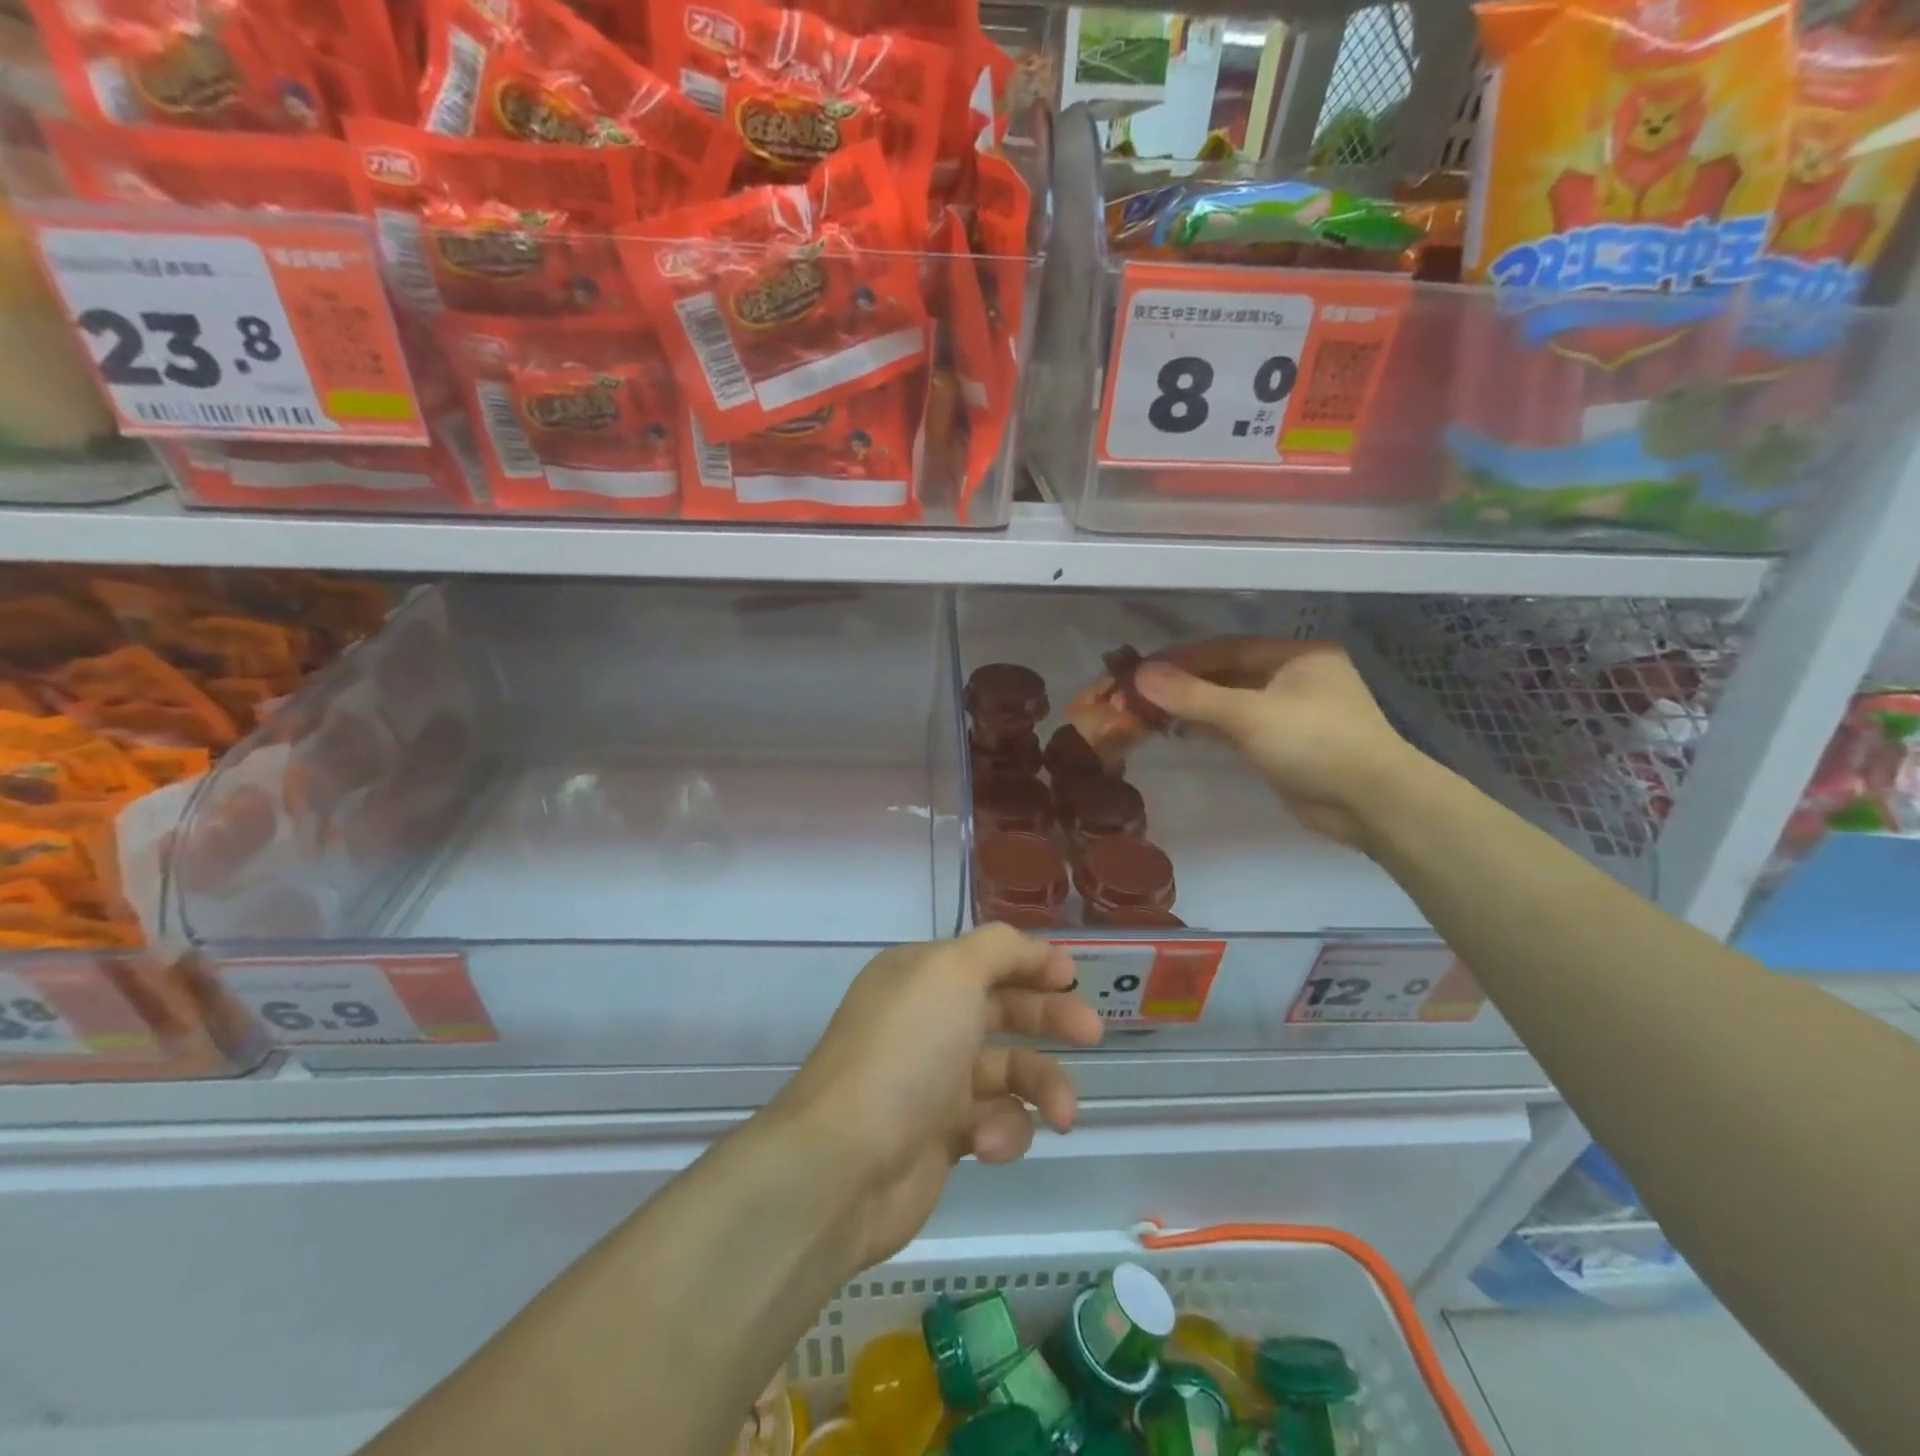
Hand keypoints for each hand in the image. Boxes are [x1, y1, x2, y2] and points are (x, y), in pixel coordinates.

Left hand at [775, 925, 1103, 1269]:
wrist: (847, 1163)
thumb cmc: (906, 1051)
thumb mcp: (952, 972)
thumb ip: (998, 948)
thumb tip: (1030, 948)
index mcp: (920, 976)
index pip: (986, 957)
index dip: (1031, 962)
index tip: (1072, 975)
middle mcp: (926, 1021)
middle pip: (1003, 1009)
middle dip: (1050, 1018)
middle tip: (1092, 1032)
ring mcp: (933, 1079)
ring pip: (1009, 1071)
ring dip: (1042, 1086)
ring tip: (1063, 1112)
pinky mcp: (942, 1136)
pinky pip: (995, 1122)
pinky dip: (1004, 1131)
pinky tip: (991, 1144)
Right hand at [1134, 645, 1416, 849]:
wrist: (1371, 803)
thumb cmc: (1315, 742)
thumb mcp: (1249, 715)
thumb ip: (1193, 696)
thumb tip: (1140, 675)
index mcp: (1296, 655)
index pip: (1227, 648)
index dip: (1181, 658)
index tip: (1140, 669)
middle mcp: (1294, 677)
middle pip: (1226, 674)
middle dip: (1183, 684)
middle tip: (1137, 694)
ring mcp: (1290, 713)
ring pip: (1230, 702)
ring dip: (1193, 707)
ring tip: (1148, 713)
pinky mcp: (1284, 744)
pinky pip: (1237, 727)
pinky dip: (1209, 728)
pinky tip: (1178, 732)